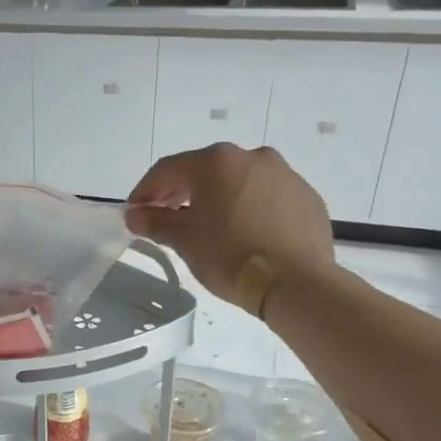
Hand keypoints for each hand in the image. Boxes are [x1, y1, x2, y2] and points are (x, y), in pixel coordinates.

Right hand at [125, 143, 334, 314]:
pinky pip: (266, 197)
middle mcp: (252, 157)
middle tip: (165, 218)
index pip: (168, 169)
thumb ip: (156, 222)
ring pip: (238, 182)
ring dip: (216, 199)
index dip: (145, 191)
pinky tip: (243, 234)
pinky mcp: (306, 197)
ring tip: (206, 227)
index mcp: (216, 162)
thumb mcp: (184, 240)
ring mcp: (284, 174)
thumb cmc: (230, 256)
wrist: (296, 283)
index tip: (134, 213)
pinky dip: (248, 208)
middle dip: (180, 193)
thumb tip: (135, 215)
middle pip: (204, 171)